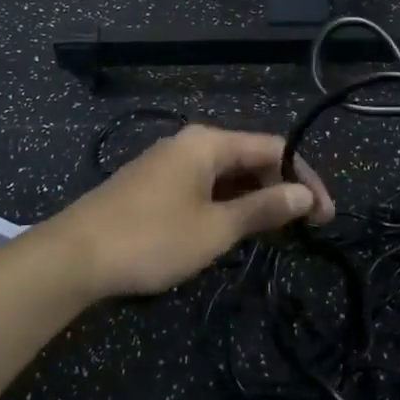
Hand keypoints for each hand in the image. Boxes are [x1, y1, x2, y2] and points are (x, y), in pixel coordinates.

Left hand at [42, 124, 334, 298]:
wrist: (74, 256)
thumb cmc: (151, 239)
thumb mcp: (215, 229)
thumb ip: (263, 209)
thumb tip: (306, 194)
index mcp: (208, 143)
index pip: (274, 148)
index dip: (305, 179)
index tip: (326, 216)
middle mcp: (190, 143)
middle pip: (250, 158)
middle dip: (280, 189)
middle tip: (304, 229)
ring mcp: (169, 163)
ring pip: (226, 174)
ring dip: (253, 199)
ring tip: (275, 233)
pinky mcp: (154, 184)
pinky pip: (204, 186)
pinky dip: (226, 204)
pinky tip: (233, 229)